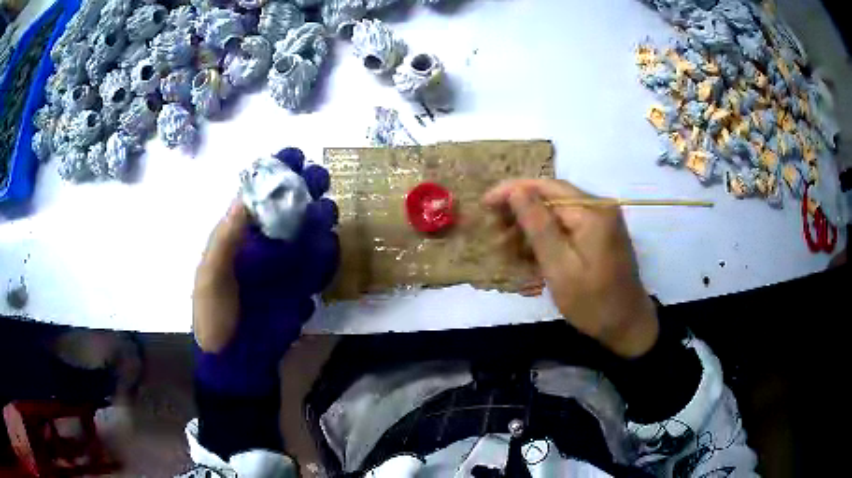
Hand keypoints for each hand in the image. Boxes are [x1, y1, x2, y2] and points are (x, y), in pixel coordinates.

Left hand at [193, 148, 339, 353]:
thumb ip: (225, 240)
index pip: (260, 195)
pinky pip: (320, 264)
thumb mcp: (211, 277)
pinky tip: (326, 250)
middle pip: (291, 207)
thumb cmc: (216, 316)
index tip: (294, 157)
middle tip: (318, 180)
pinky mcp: (302, 286)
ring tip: (324, 216)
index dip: (276, 173)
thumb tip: (243, 198)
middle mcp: (265, 244)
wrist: (237, 361)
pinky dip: (326, 254)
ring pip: (310, 231)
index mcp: (239, 235)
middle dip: (306, 189)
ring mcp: (286, 265)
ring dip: (320, 219)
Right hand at [483, 179, 658, 357]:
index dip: (512, 192)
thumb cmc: (593, 302)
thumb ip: (538, 226)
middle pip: (550, 198)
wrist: (628, 325)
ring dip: (530, 227)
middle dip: (519, 212)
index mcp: (592, 211)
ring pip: (556, 213)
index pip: (545, 188)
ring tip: (506, 248)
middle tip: (494, 232)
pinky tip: (529, 255)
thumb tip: (516, 190)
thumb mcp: (559, 267)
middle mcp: (598, 207)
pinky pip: (567, 227)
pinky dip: (546, 238)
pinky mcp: (599, 234)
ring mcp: (601, 220)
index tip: (485, 203)